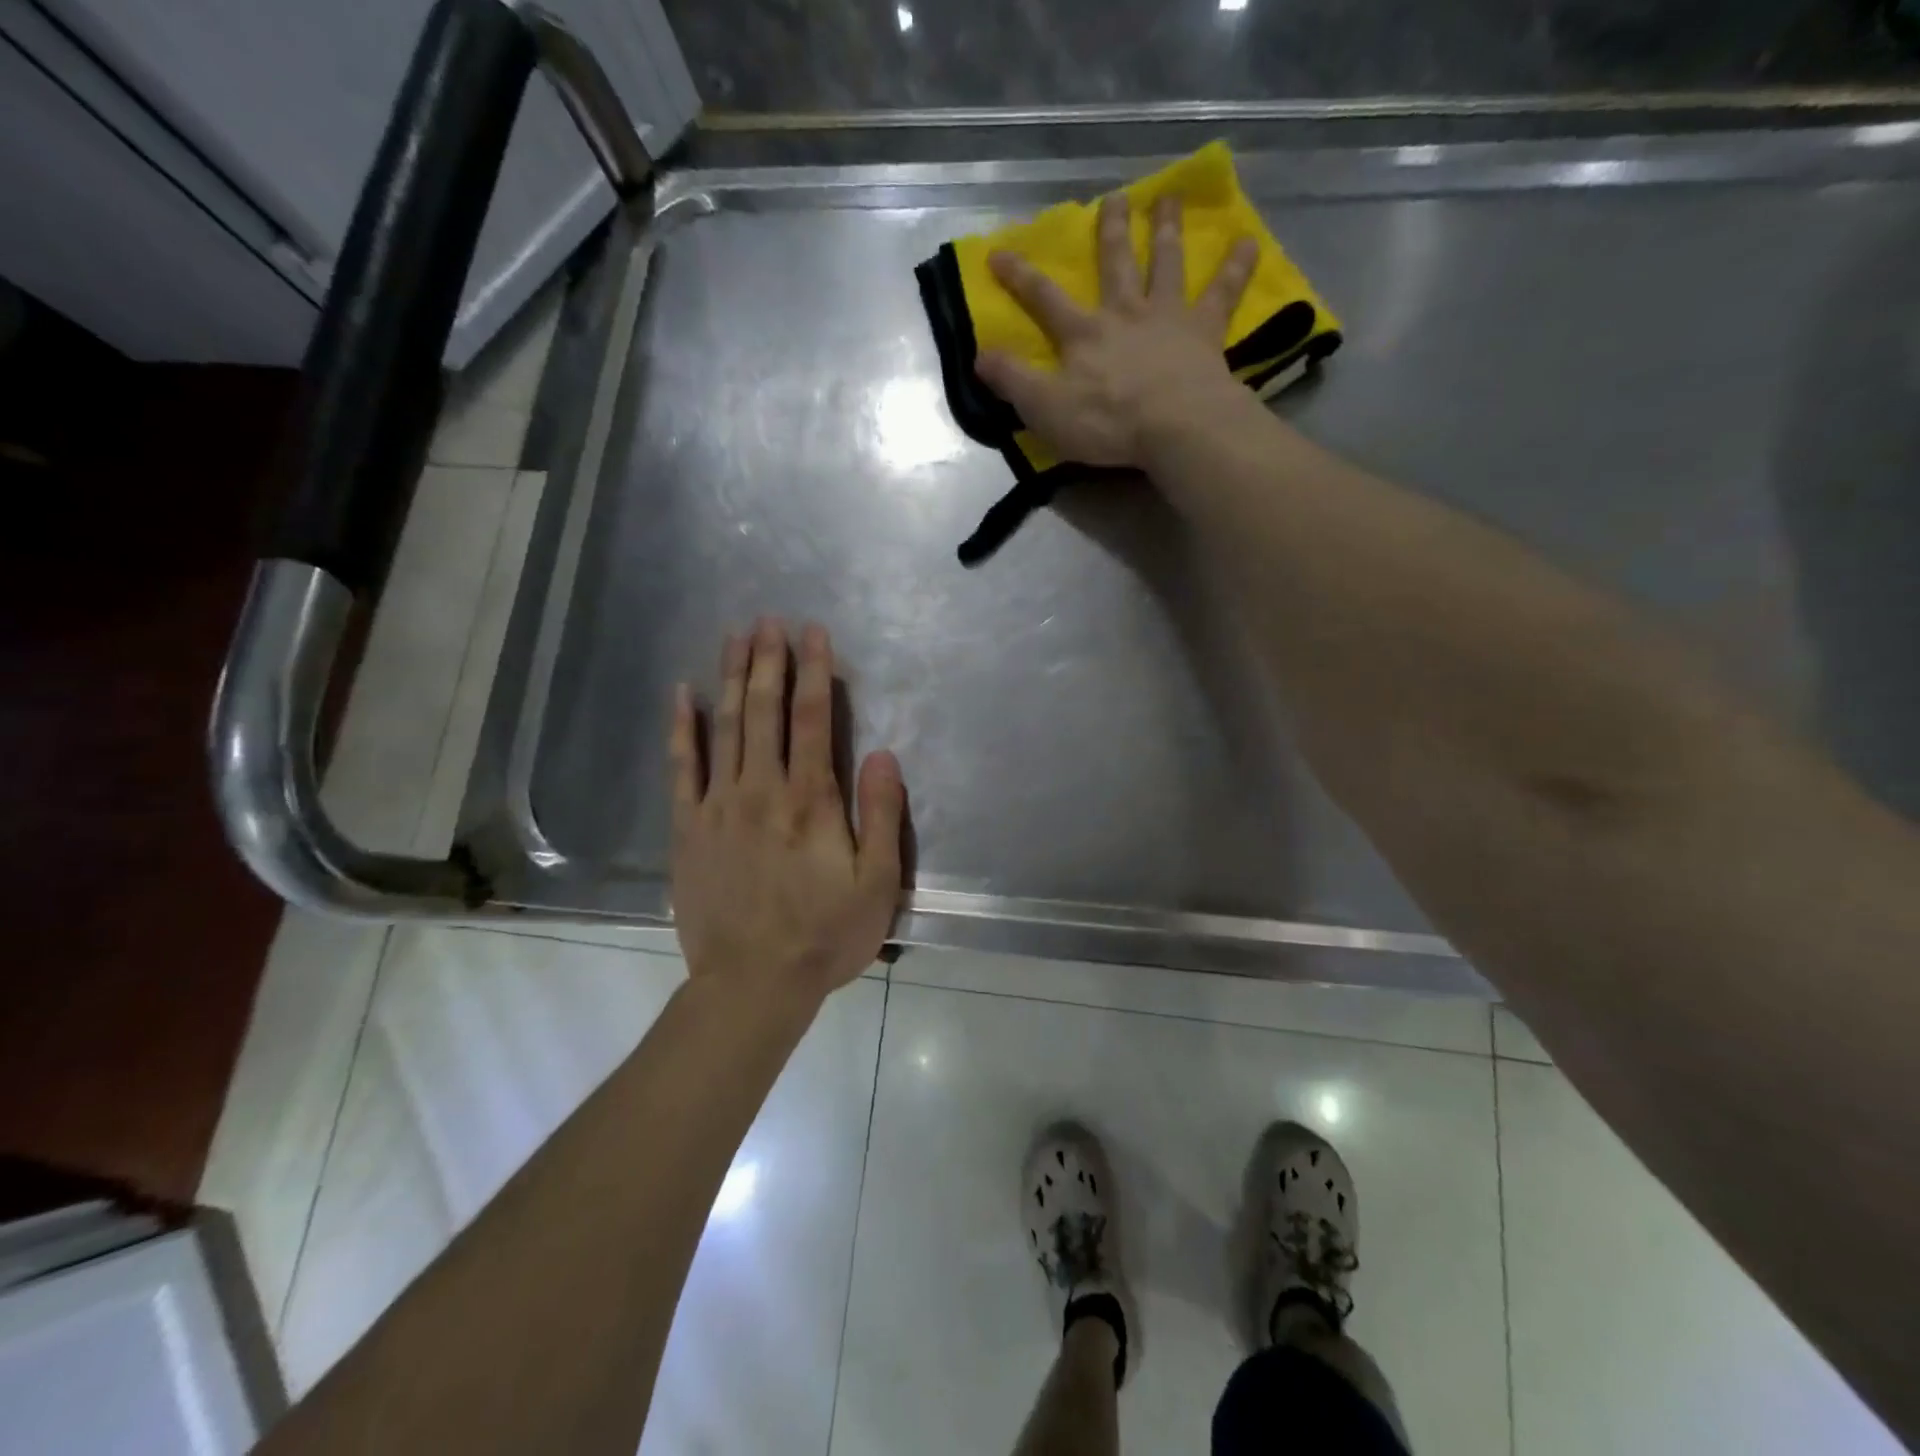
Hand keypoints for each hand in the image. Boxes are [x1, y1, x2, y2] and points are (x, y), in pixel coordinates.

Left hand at [669, 619, 905, 1005]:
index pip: (812, 720)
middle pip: (764, 711)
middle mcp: (761, 790)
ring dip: (731, 678)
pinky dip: (681, 727)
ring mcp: (718, 806)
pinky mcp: (688, 828)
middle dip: (769, 661)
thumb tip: (881, 754)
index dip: (814, 671)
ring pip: (724, 727)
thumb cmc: (824, 936)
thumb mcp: (876, 885)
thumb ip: (881, 816)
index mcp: (810, 801)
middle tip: (769, 620)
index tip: (813, 632)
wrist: (751, 985)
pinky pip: (682, 767)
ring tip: (734, 636)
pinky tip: (681, 694)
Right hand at [975, 192, 1257, 468]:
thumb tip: (978, 354)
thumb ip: (1012, 380)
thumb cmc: (1107, 422)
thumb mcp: (1044, 408)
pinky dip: (1236, 267)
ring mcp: (1168, 318)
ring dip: (1166, 230)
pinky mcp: (1206, 333)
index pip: (1044, 299)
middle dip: (1110, 232)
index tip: (999, 253)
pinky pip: (1224, 293)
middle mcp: (1125, 313)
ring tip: (1169, 199)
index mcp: (1083, 334)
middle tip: (1113, 199)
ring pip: (1166, 264)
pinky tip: (1249, 241)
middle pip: (1115, 264)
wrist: (1175, 426)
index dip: (1019, 277)